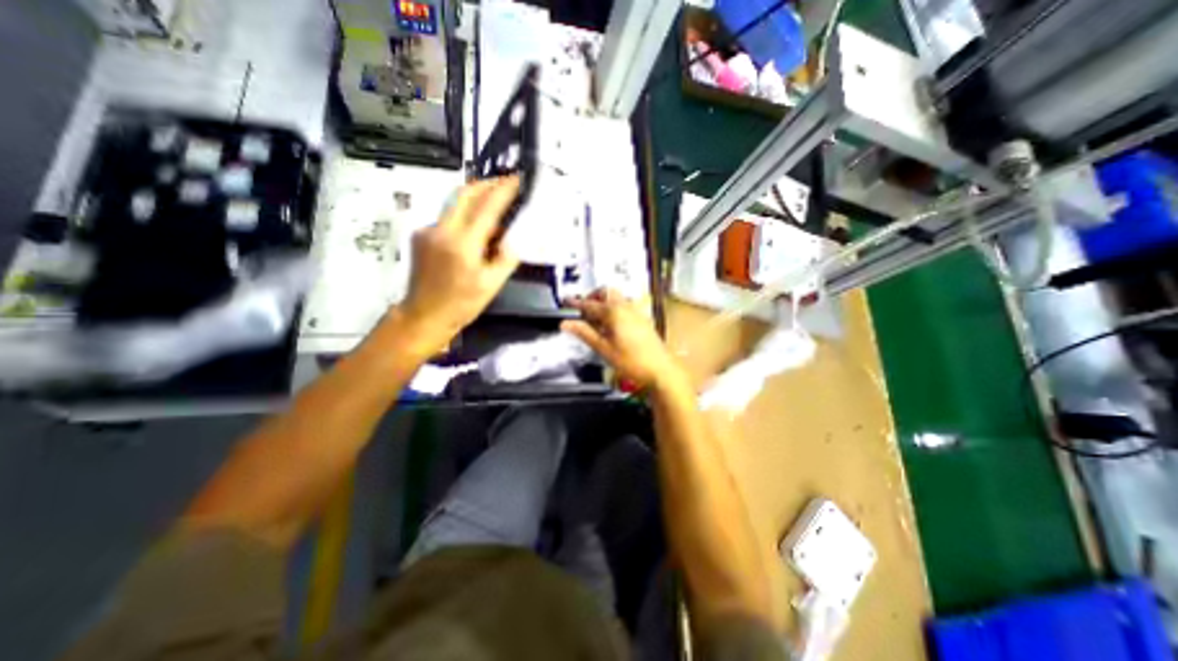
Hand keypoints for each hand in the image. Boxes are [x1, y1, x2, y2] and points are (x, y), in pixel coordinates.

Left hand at [397, 175, 517, 349]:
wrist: (423, 315)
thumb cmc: (461, 305)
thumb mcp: (492, 285)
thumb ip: (506, 258)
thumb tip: (515, 237)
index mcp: (463, 245)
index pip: (486, 208)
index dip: (503, 190)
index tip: (517, 178)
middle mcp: (442, 230)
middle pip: (464, 193)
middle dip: (487, 183)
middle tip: (505, 183)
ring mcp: (428, 230)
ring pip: (455, 203)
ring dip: (476, 197)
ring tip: (495, 203)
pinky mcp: (421, 234)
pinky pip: (448, 217)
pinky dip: (465, 215)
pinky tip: (475, 229)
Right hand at [560, 287, 691, 392]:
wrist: (661, 368)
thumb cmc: (631, 361)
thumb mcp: (603, 349)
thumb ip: (584, 333)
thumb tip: (565, 323)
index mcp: (614, 312)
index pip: (590, 304)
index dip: (576, 303)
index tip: (566, 301)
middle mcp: (625, 307)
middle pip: (606, 292)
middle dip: (593, 297)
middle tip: (583, 310)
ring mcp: (636, 312)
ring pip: (616, 298)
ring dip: (604, 303)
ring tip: (595, 320)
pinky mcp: (642, 319)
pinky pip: (625, 306)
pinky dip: (614, 309)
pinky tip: (611, 326)